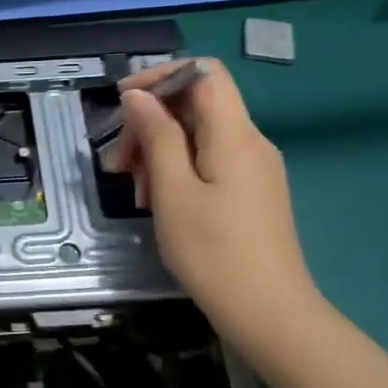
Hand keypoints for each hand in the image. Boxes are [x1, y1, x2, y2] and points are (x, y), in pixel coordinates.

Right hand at [102, 58, 321, 351]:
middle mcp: (250, 142)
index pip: (204, 73)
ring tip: (134, 191)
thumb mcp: (173, 192)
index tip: (123, 103)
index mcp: (235, 135)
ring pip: (199, 136)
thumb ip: (156, 137)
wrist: (270, 314)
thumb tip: (138, 96)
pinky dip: (177, 170)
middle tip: (117, 164)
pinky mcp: (251, 191)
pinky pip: (209, 161)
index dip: (160, 77)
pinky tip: (158, 201)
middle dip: (150, 123)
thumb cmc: (214, 253)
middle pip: (196, 105)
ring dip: (158, 151)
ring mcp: (254, 168)